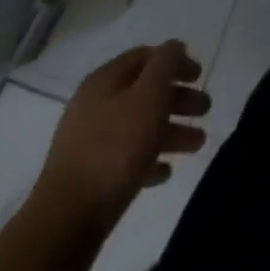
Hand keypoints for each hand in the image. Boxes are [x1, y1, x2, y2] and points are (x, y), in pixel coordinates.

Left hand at [34, 41, 208, 222]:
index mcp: (105, 81)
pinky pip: (126, 159)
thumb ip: (166, 64)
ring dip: (171, 131)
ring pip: (139, 126)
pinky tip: (165, 172)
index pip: (146, 56)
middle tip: (205, 110)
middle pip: (145, 92)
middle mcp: (94, 106)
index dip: (175, 61)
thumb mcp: (149, 96)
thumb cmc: (114, 150)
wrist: (65, 223)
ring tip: (198, 145)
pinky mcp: (89, 177)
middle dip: (178, 99)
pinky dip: (149, 160)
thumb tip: (174, 47)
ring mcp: (89, 143)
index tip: (199, 75)